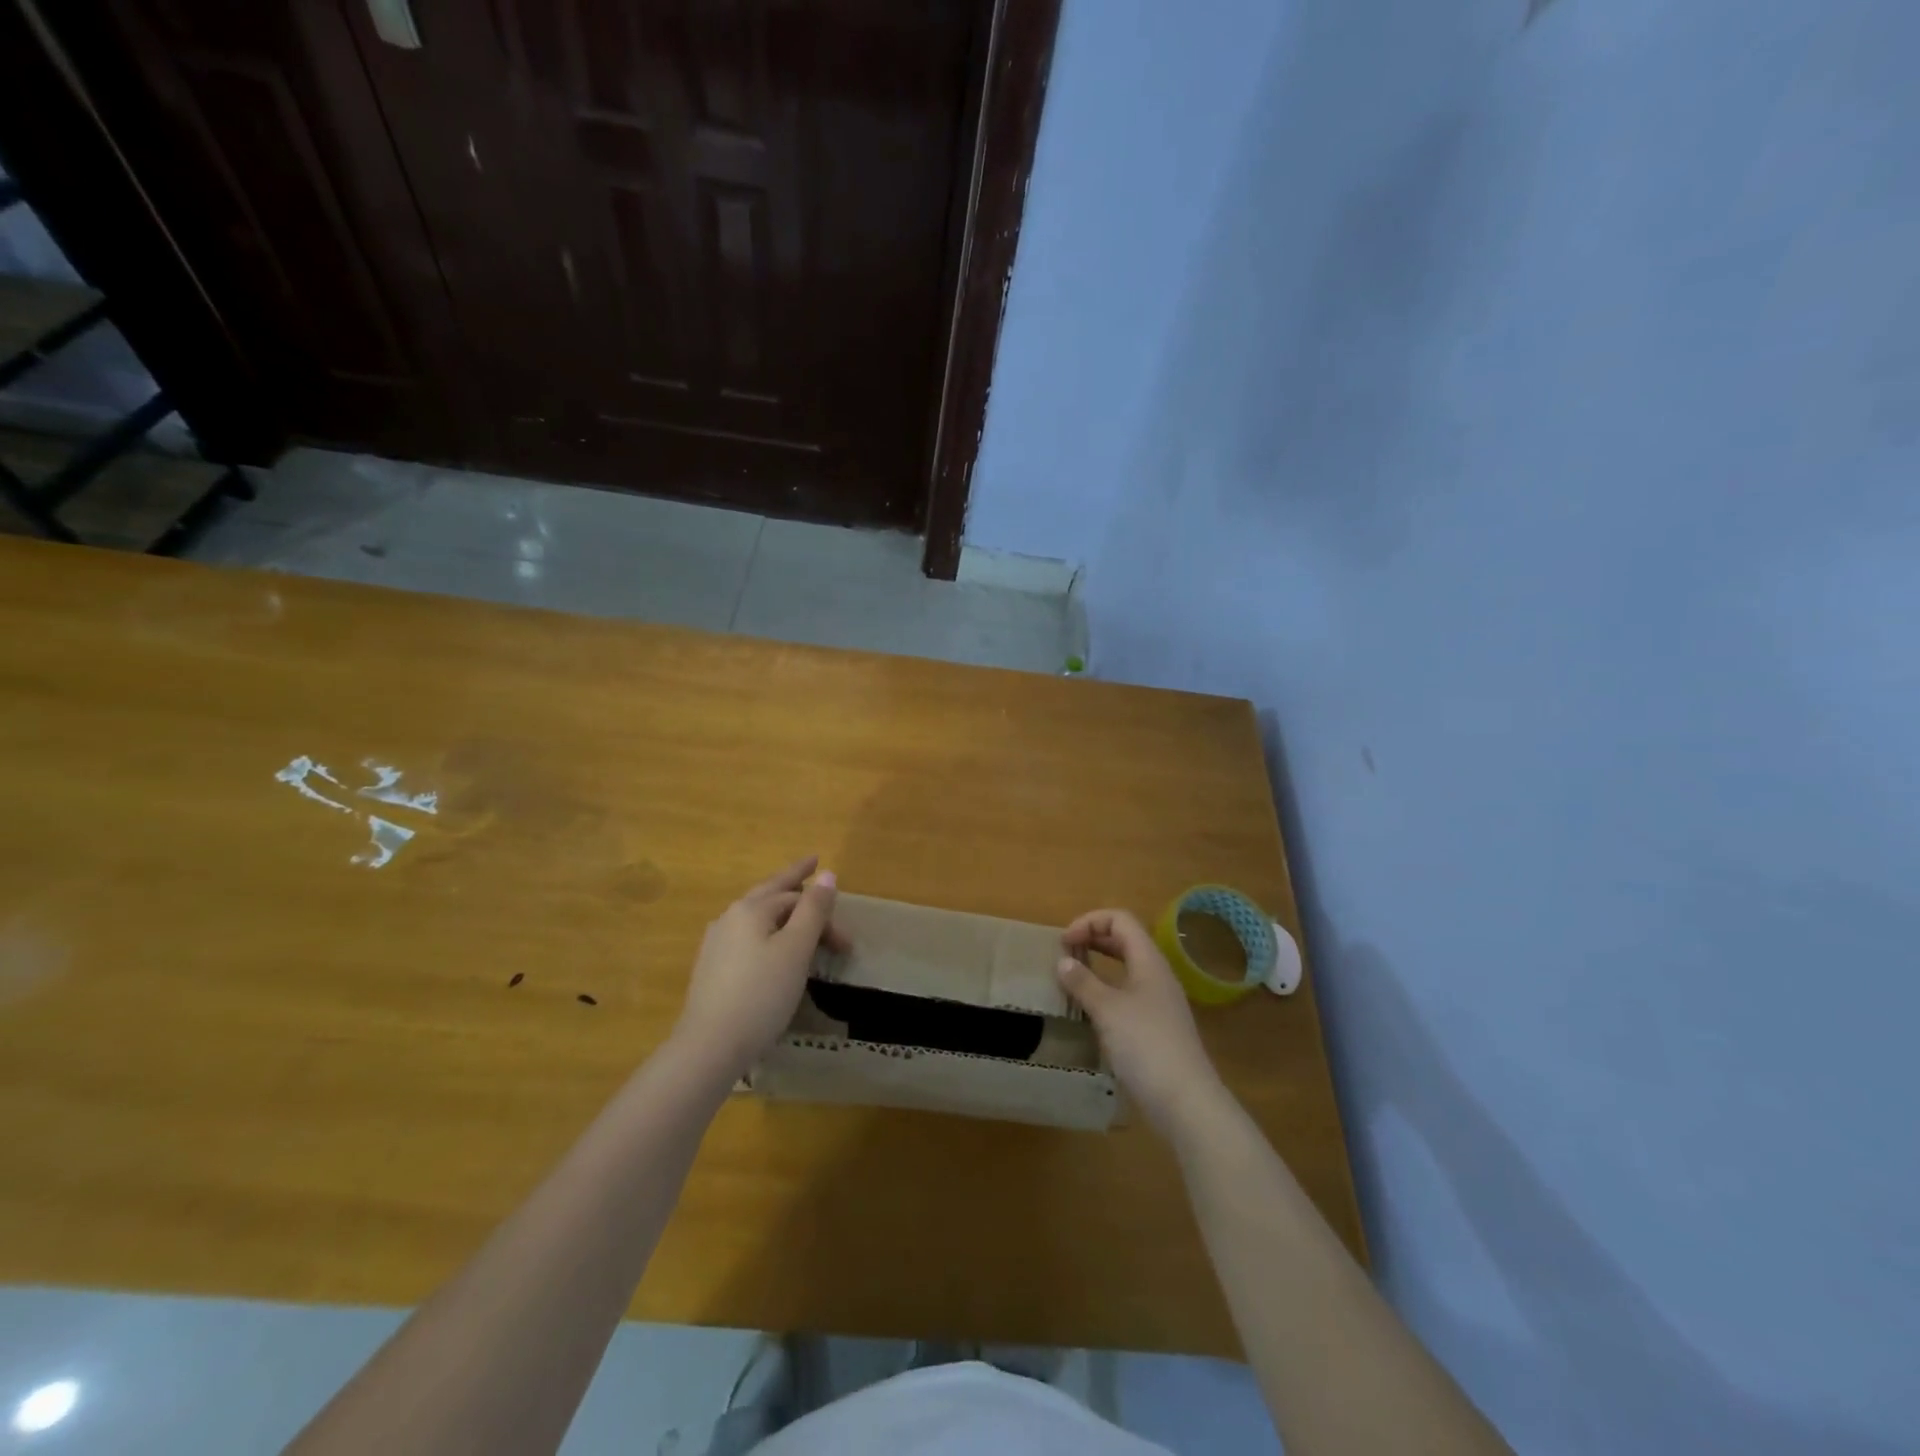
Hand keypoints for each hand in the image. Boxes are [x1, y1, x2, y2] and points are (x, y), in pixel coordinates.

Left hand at [673, 856, 843, 1078]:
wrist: (710, 1045)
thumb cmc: (762, 994)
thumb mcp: (796, 949)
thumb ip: (814, 909)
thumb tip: (827, 873)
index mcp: (751, 909)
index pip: (794, 895)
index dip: (823, 906)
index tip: (844, 914)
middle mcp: (730, 918)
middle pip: (769, 895)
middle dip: (797, 890)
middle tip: (814, 877)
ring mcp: (716, 943)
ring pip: (756, 916)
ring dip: (781, 911)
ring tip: (796, 913)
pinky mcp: (711, 969)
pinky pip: (746, 937)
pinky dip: (767, 932)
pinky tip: (770, 946)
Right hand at [1059, 909, 1225, 1135]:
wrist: (1186, 1102)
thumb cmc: (1146, 1045)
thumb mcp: (1107, 1010)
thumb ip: (1083, 982)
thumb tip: (1063, 961)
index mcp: (1149, 961)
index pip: (1120, 920)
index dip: (1089, 922)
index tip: (1064, 942)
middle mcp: (1156, 975)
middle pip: (1124, 940)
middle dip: (1092, 939)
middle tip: (1064, 954)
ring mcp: (1159, 1002)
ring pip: (1126, 968)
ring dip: (1098, 966)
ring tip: (1072, 979)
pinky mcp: (1156, 1028)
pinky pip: (1128, 994)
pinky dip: (1106, 992)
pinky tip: (1090, 1011)